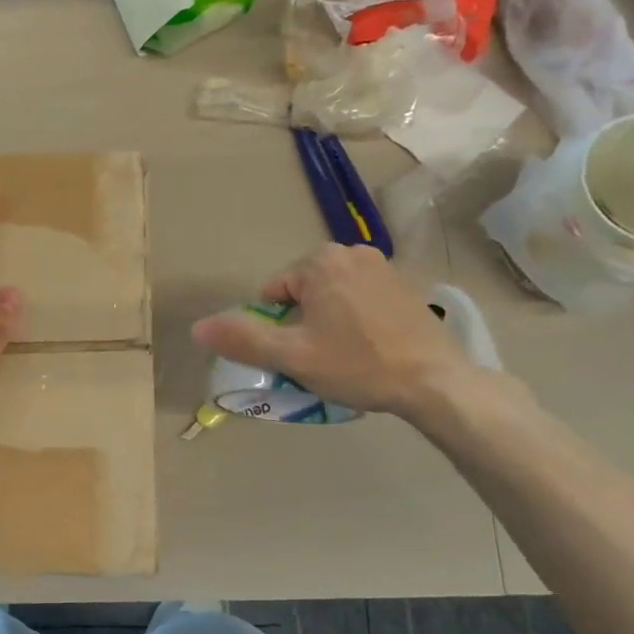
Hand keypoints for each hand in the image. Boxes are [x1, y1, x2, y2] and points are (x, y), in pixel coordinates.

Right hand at [190, 244, 470, 419]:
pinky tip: (373, 347)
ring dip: (330, 321)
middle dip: (304, 322)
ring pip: (333, 296)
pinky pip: (362, 299)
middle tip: (322, 357)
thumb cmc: (358, 365)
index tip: (300, 354)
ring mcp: (383, 266)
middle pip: (304, 291)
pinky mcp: (406, 285)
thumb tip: (197, 327)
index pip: (274, 293)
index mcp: (320, 262)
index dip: (278, 327)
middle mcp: (351, 252)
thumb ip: (243, 338)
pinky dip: (358, 319)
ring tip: (349, 355)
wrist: (436, 382)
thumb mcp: (292, 356)